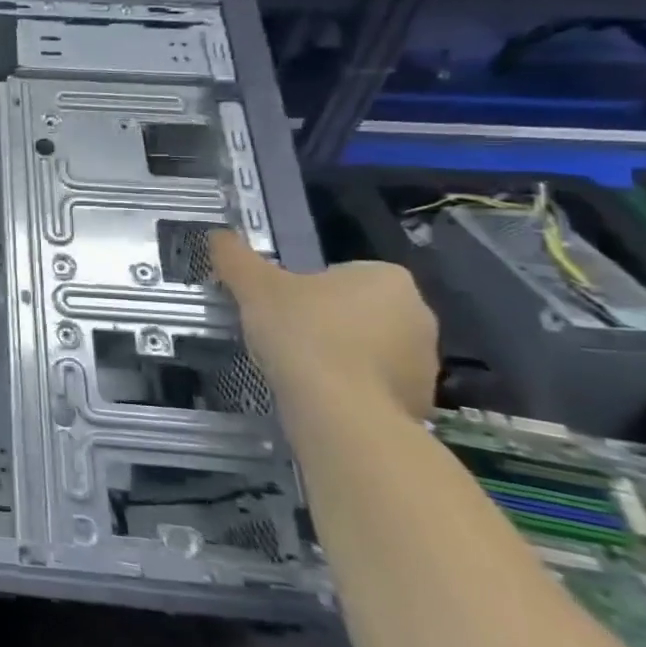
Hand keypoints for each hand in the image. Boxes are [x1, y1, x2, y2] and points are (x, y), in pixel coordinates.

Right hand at [209, 231, 437, 420]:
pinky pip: (376, 384)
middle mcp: (419, 313)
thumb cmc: (302, 333)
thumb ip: (236, 258)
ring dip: (339, 355)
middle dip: (325, 321)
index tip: (281, 309)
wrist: (341, 412)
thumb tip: (219, 234)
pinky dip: (351, 387)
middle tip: (286, 337)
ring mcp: (426, 361)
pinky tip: (321, 396)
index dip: (304, 290)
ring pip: (368, 348)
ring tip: (301, 370)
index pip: (339, 273)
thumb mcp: (255, 287)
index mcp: (387, 278)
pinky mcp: (421, 401)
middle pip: (356, 310)